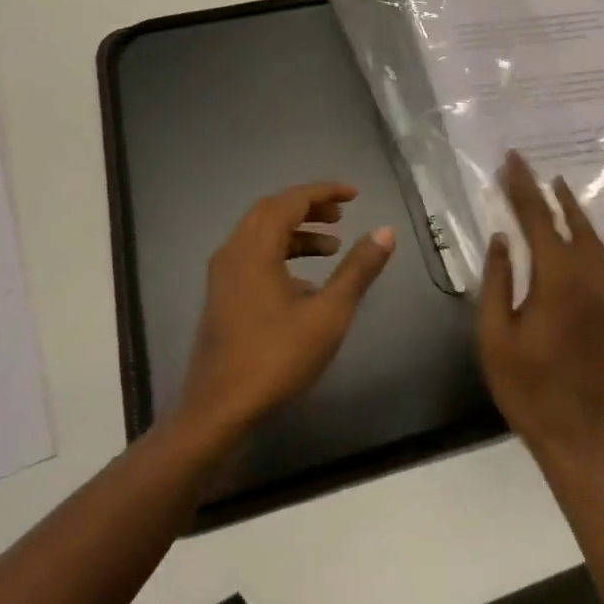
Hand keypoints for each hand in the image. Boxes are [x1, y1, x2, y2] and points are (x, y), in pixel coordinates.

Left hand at [179, 182, 394, 440]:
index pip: (291, 201)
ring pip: (260, 234)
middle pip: (272, 211)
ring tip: (332, 247)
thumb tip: (385, 231)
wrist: (219, 412)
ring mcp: (222, 275)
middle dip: (309, 207)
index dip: (324, 192)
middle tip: (342, 214)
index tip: (354, 194)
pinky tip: (306, 283)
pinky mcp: (221, 296)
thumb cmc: (276, 358)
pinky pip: (253, 256)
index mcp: (255, 248)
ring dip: (296, 232)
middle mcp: (233, 251)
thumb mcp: (328, 314)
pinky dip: (281, 253)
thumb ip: (357, 270)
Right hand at [478, 151, 603, 462]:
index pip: (538, 220)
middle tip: (523, 164)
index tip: (509, 161)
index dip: (521, 188)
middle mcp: (586, 277)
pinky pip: (599, 253)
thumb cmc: (525, 384)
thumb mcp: (495, 335)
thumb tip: (502, 238)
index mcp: (556, 281)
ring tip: (552, 185)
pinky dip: (585, 230)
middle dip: (542, 189)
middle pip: (565, 220)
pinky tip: (574, 228)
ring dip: (570, 207)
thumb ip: (497, 281)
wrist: (575, 429)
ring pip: (589, 235)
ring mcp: (603, 290)